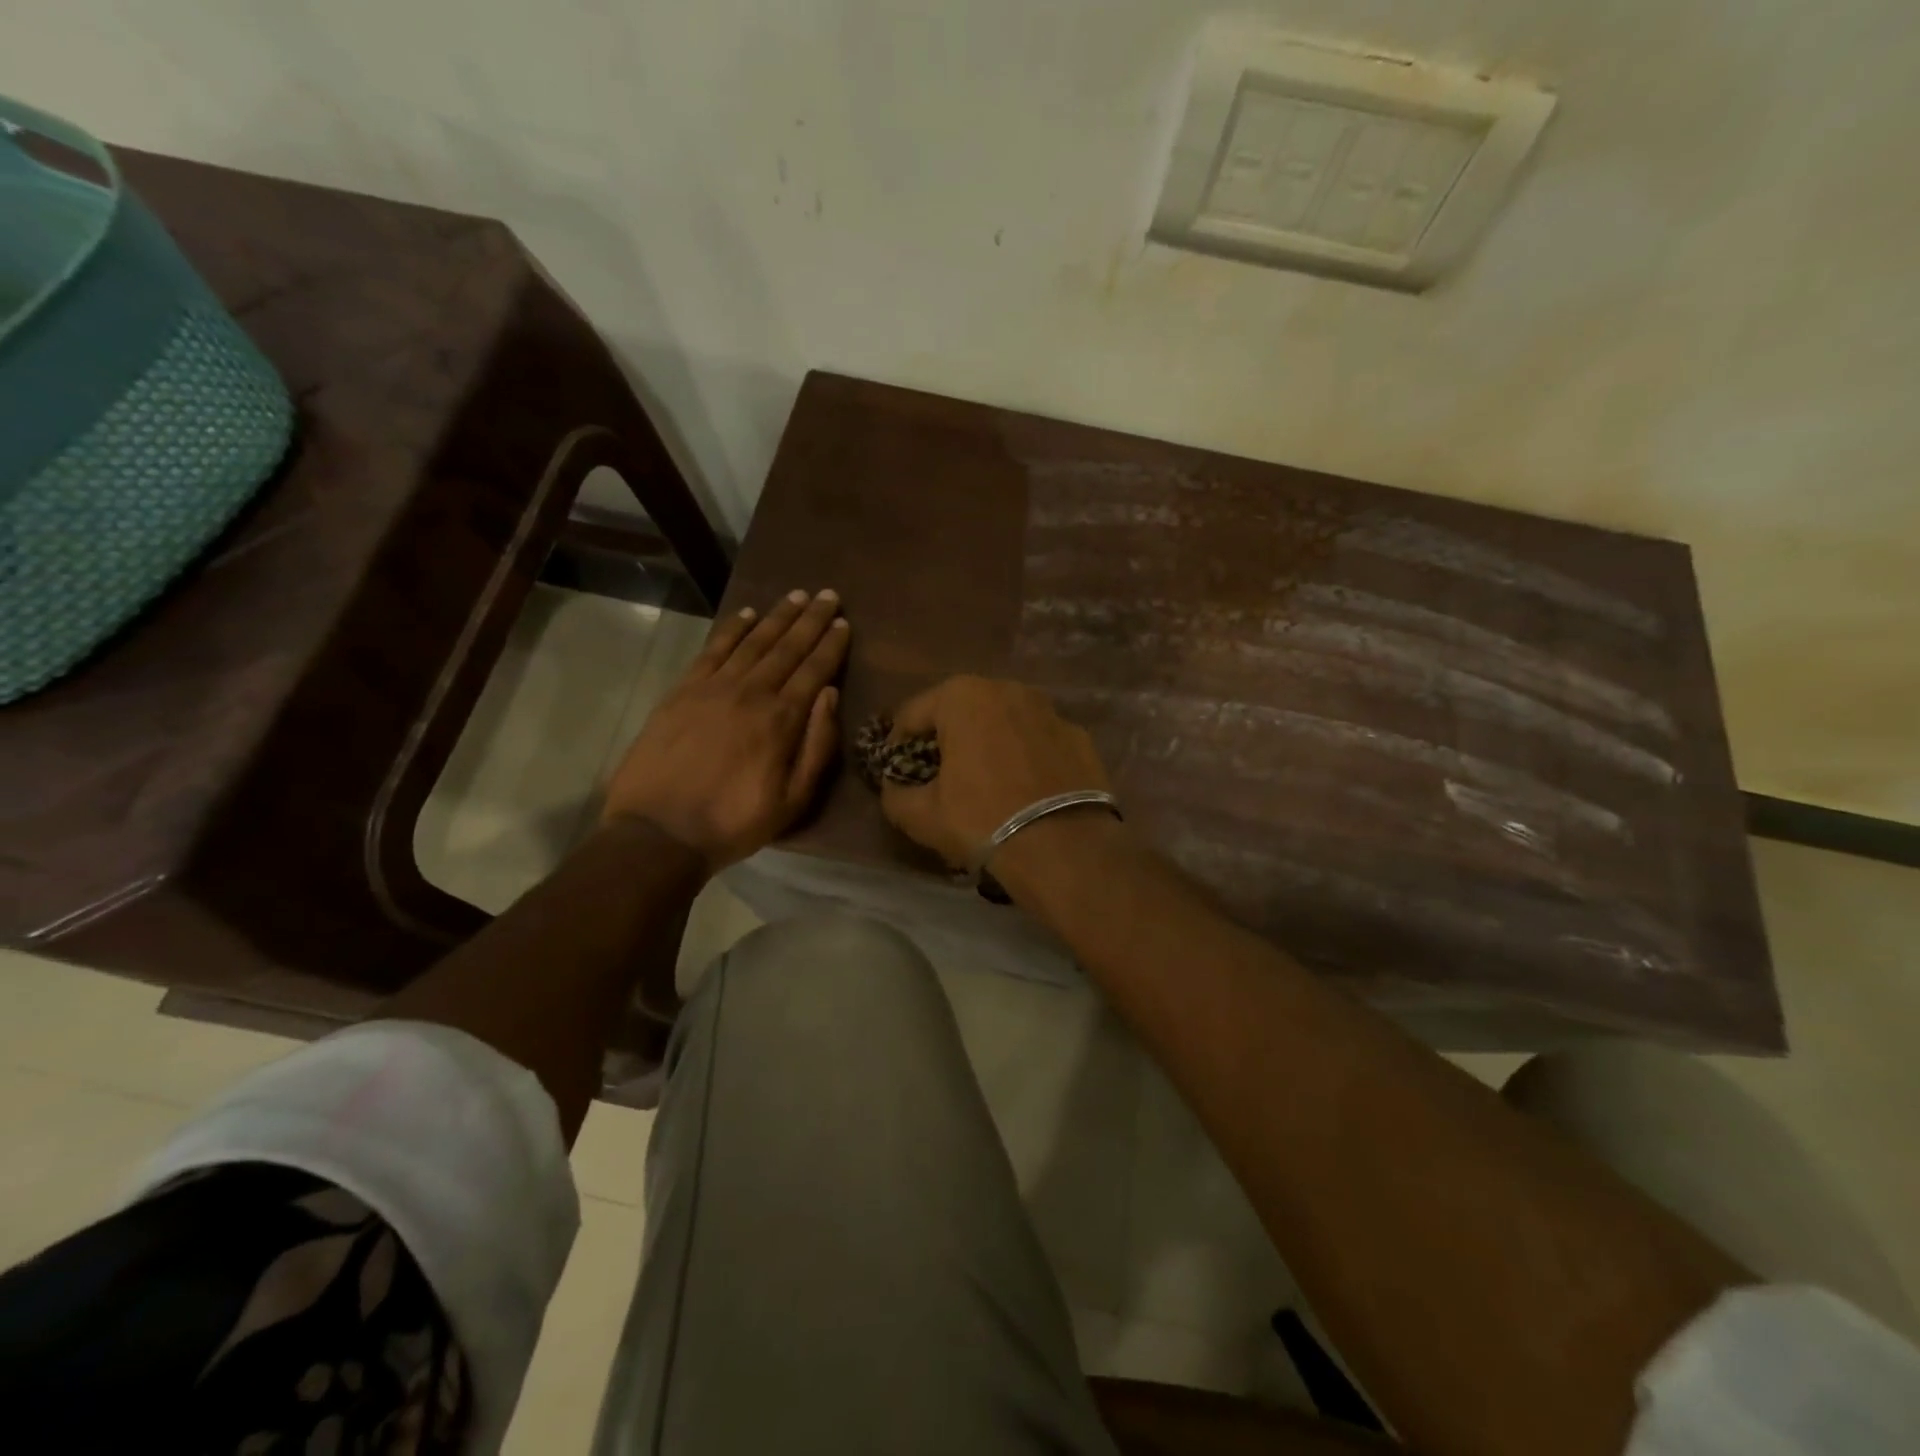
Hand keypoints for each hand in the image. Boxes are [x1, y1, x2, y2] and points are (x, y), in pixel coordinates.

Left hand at [602, 588, 849, 870]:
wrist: (659, 832)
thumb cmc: (734, 822)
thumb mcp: (793, 800)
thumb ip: (816, 746)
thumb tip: (830, 694)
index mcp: (781, 720)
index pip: (814, 671)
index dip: (831, 645)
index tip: (844, 622)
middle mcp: (751, 693)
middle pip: (787, 648)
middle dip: (810, 620)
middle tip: (828, 595)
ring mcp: (713, 688)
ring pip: (753, 642)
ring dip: (777, 616)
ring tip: (796, 595)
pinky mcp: (682, 691)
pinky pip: (713, 650)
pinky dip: (732, 629)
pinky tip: (747, 615)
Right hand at [879, 676, 1112, 868]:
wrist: (1064, 847)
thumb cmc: (982, 820)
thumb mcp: (921, 816)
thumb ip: (895, 794)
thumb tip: (893, 787)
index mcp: (962, 696)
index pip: (912, 714)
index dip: (897, 744)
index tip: (896, 771)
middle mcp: (1007, 689)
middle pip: (961, 711)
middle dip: (946, 738)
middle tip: (939, 775)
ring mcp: (1049, 709)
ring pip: (1003, 722)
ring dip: (988, 743)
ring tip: (985, 781)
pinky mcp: (1080, 736)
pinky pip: (1038, 741)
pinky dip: (1026, 756)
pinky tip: (1025, 789)